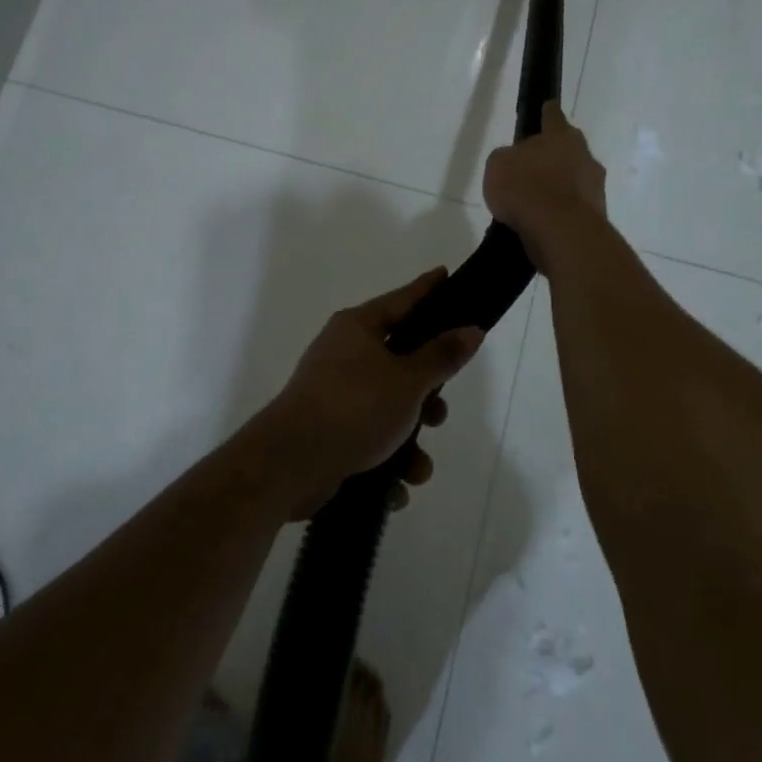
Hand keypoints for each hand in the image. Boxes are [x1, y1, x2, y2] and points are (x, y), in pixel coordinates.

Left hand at [245, 270, 483, 519]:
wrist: (291, 464)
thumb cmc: (355, 407)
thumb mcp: (408, 380)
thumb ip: (442, 356)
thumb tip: (470, 329)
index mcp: (358, 328)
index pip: (402, 300)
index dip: (427, 289)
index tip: (446, 275)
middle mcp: (343, 354)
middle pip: (399, 361)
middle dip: (426, 394)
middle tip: (440, 411)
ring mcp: (333, 394)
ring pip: (388, 409)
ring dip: (410, 441)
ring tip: (418, 467)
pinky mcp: (328, 432)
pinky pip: (369, 440)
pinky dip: (386, 463)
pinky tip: (396, 487)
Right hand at [483, 101, 607, 266]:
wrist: (560, 232)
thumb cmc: (526, 188)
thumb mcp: (498, 165)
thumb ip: (508, 157)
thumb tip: (517, 162)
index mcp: (561, 136)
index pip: (553, 116)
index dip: (547, 113)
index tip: (547, 108)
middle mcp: (584, 155)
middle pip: (569, 148)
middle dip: (555, 155)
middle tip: (536, 165)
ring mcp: (595, 186)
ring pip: (576, 179)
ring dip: (561, 186)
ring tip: (538, 201)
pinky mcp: (598, 214)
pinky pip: (576, 206)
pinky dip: (563, 211)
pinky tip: (546, 222)